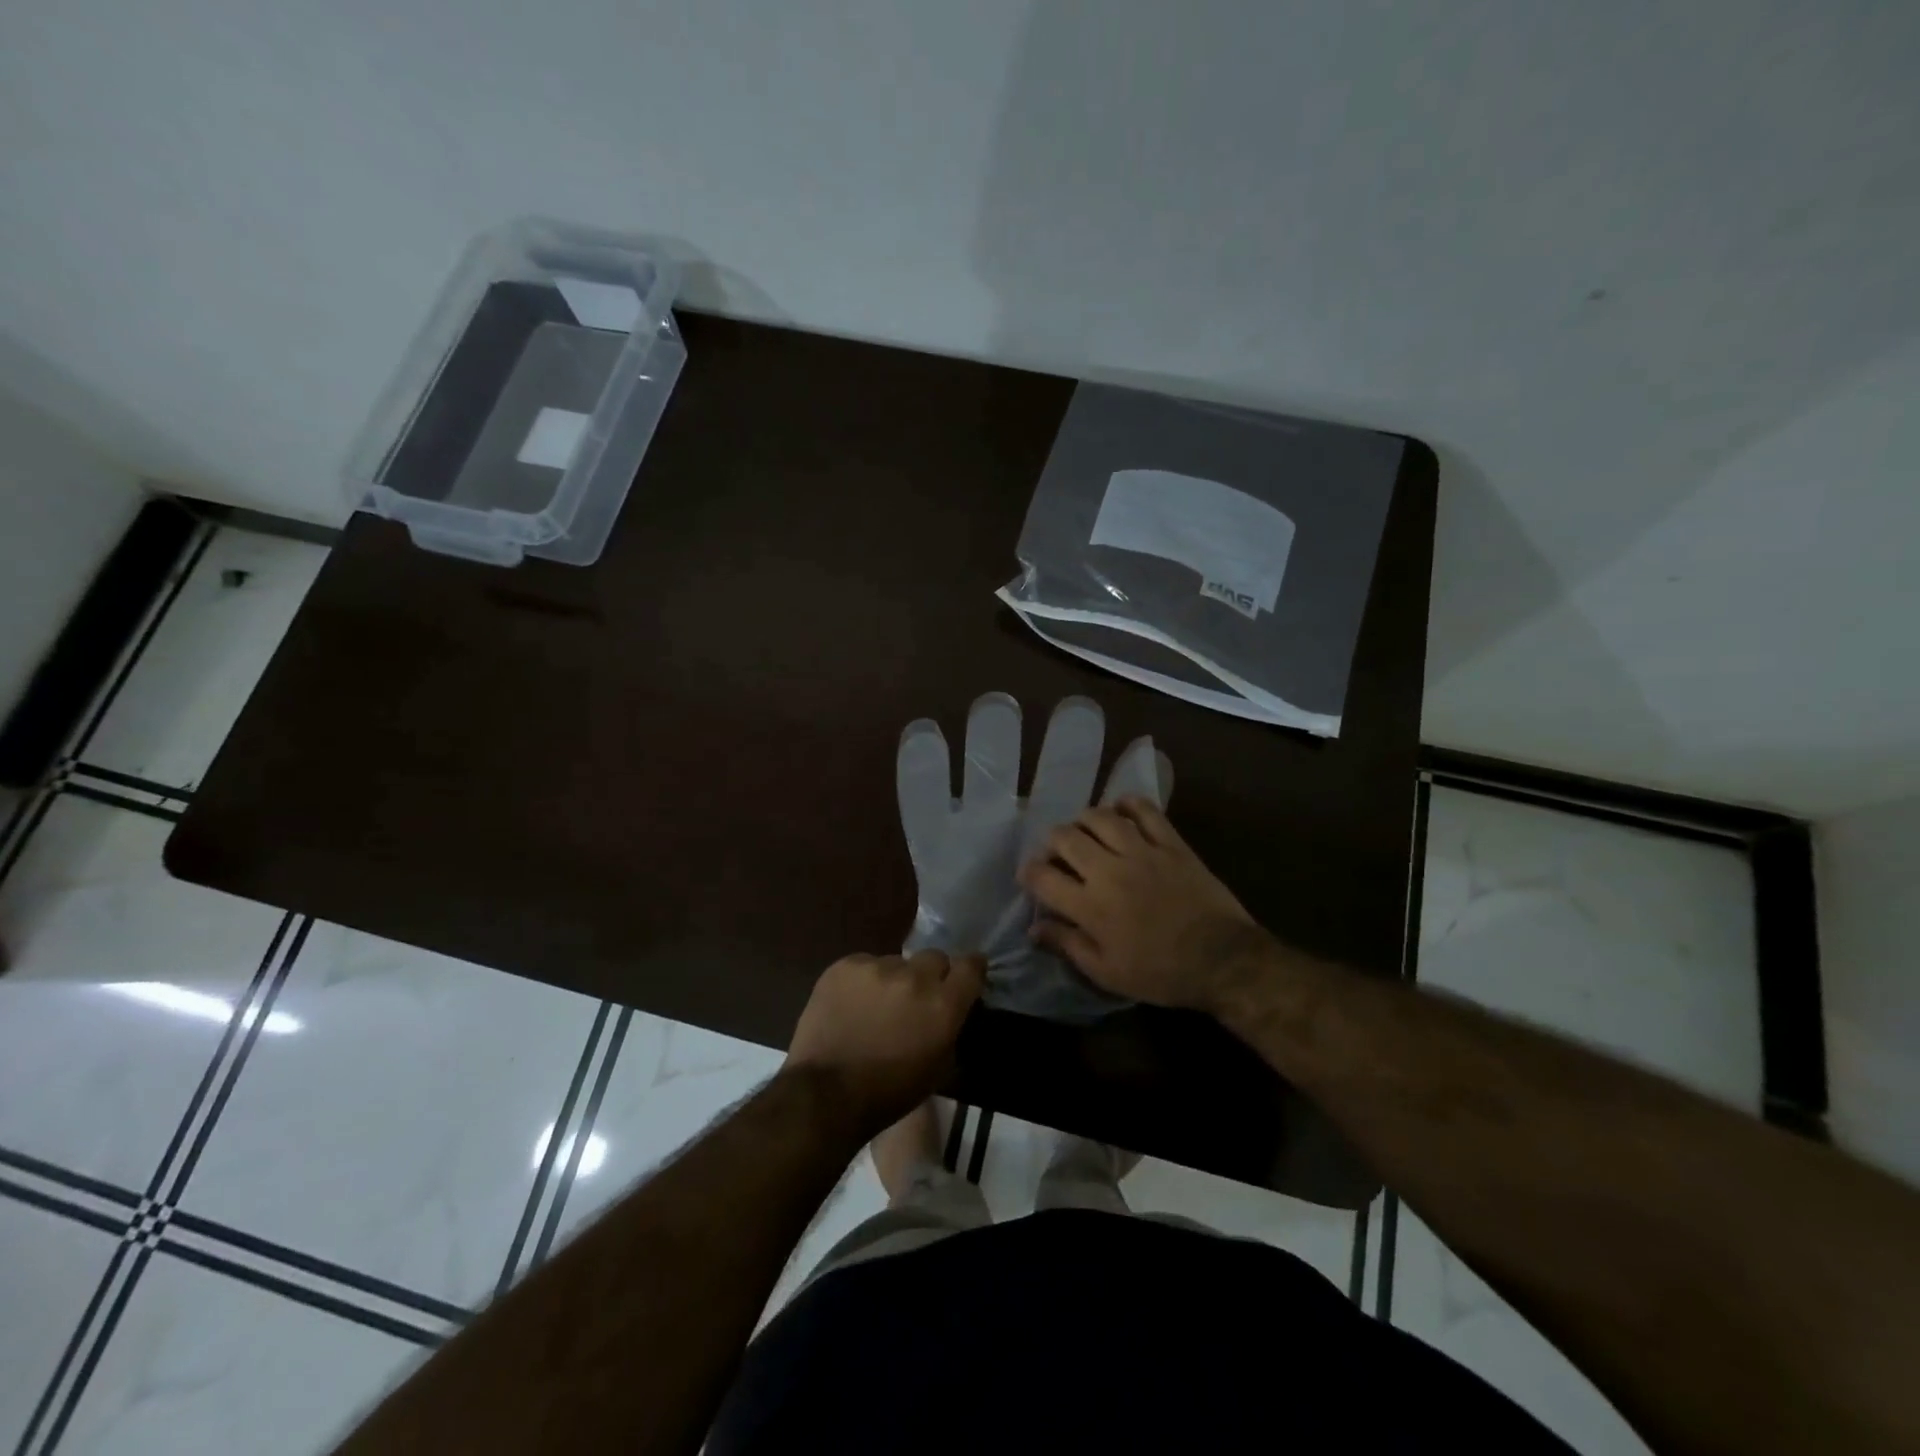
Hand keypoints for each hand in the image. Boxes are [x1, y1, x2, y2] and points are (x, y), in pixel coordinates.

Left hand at [784, 950, 984, 1135]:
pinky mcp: (846, 965)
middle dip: (930, 975)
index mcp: (942, 1004)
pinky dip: (863, 981)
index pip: (970, 966)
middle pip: (934, 958)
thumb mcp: (938, 1068)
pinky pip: (865, 965)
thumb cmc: (889, 1093)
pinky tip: (851, 1005)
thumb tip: (953, 1008)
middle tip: (916, 998)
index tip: (966, 976)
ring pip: (896, 962)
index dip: (971, 969)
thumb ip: (951, 1027)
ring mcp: (877, 967)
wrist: (825, 1093)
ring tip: (876, 1006)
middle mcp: (914, 977)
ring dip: (894, 980)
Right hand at [1018, 797, 1267, 1014]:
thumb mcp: (1107, 973)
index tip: (1029, 876)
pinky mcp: (1171, 843)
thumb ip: (1067, 945)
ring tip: (1084, 831)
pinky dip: (1127, 803)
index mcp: (1090, 906)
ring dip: (1083, 820)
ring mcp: (1142, 851)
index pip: (1042, 877)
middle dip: (1051, 842)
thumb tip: (1034, 927)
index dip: (1028, 872)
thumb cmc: (1160, 973)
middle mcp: (1109, 871)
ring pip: (1099, 817)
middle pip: (1065, 838)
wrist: (1223, 960)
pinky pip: (1144, 809)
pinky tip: (1120, 811)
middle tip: (1057, 853)